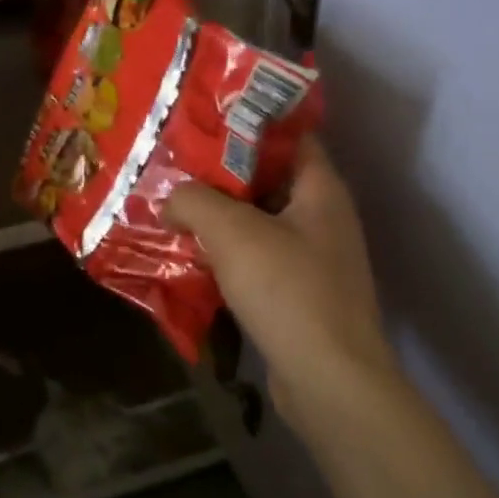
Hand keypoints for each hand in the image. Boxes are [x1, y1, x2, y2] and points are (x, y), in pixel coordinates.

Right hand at [164, 138, 398, 438]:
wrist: (328, 380)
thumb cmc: (287, 290)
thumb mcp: (232, 232)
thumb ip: (194, 200)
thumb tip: (170, 197)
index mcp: (321, 189)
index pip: (290, 135)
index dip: (249, 122)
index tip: (203, 118)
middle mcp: (323, 218)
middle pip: (269, 179)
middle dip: (221, 172)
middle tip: (175, 163)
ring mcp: (313, 259)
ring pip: (259, 222)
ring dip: (220, 216)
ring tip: (173, 205)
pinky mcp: (299, 294)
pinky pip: (257, 259)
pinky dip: (227, 253)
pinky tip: (191, 254)